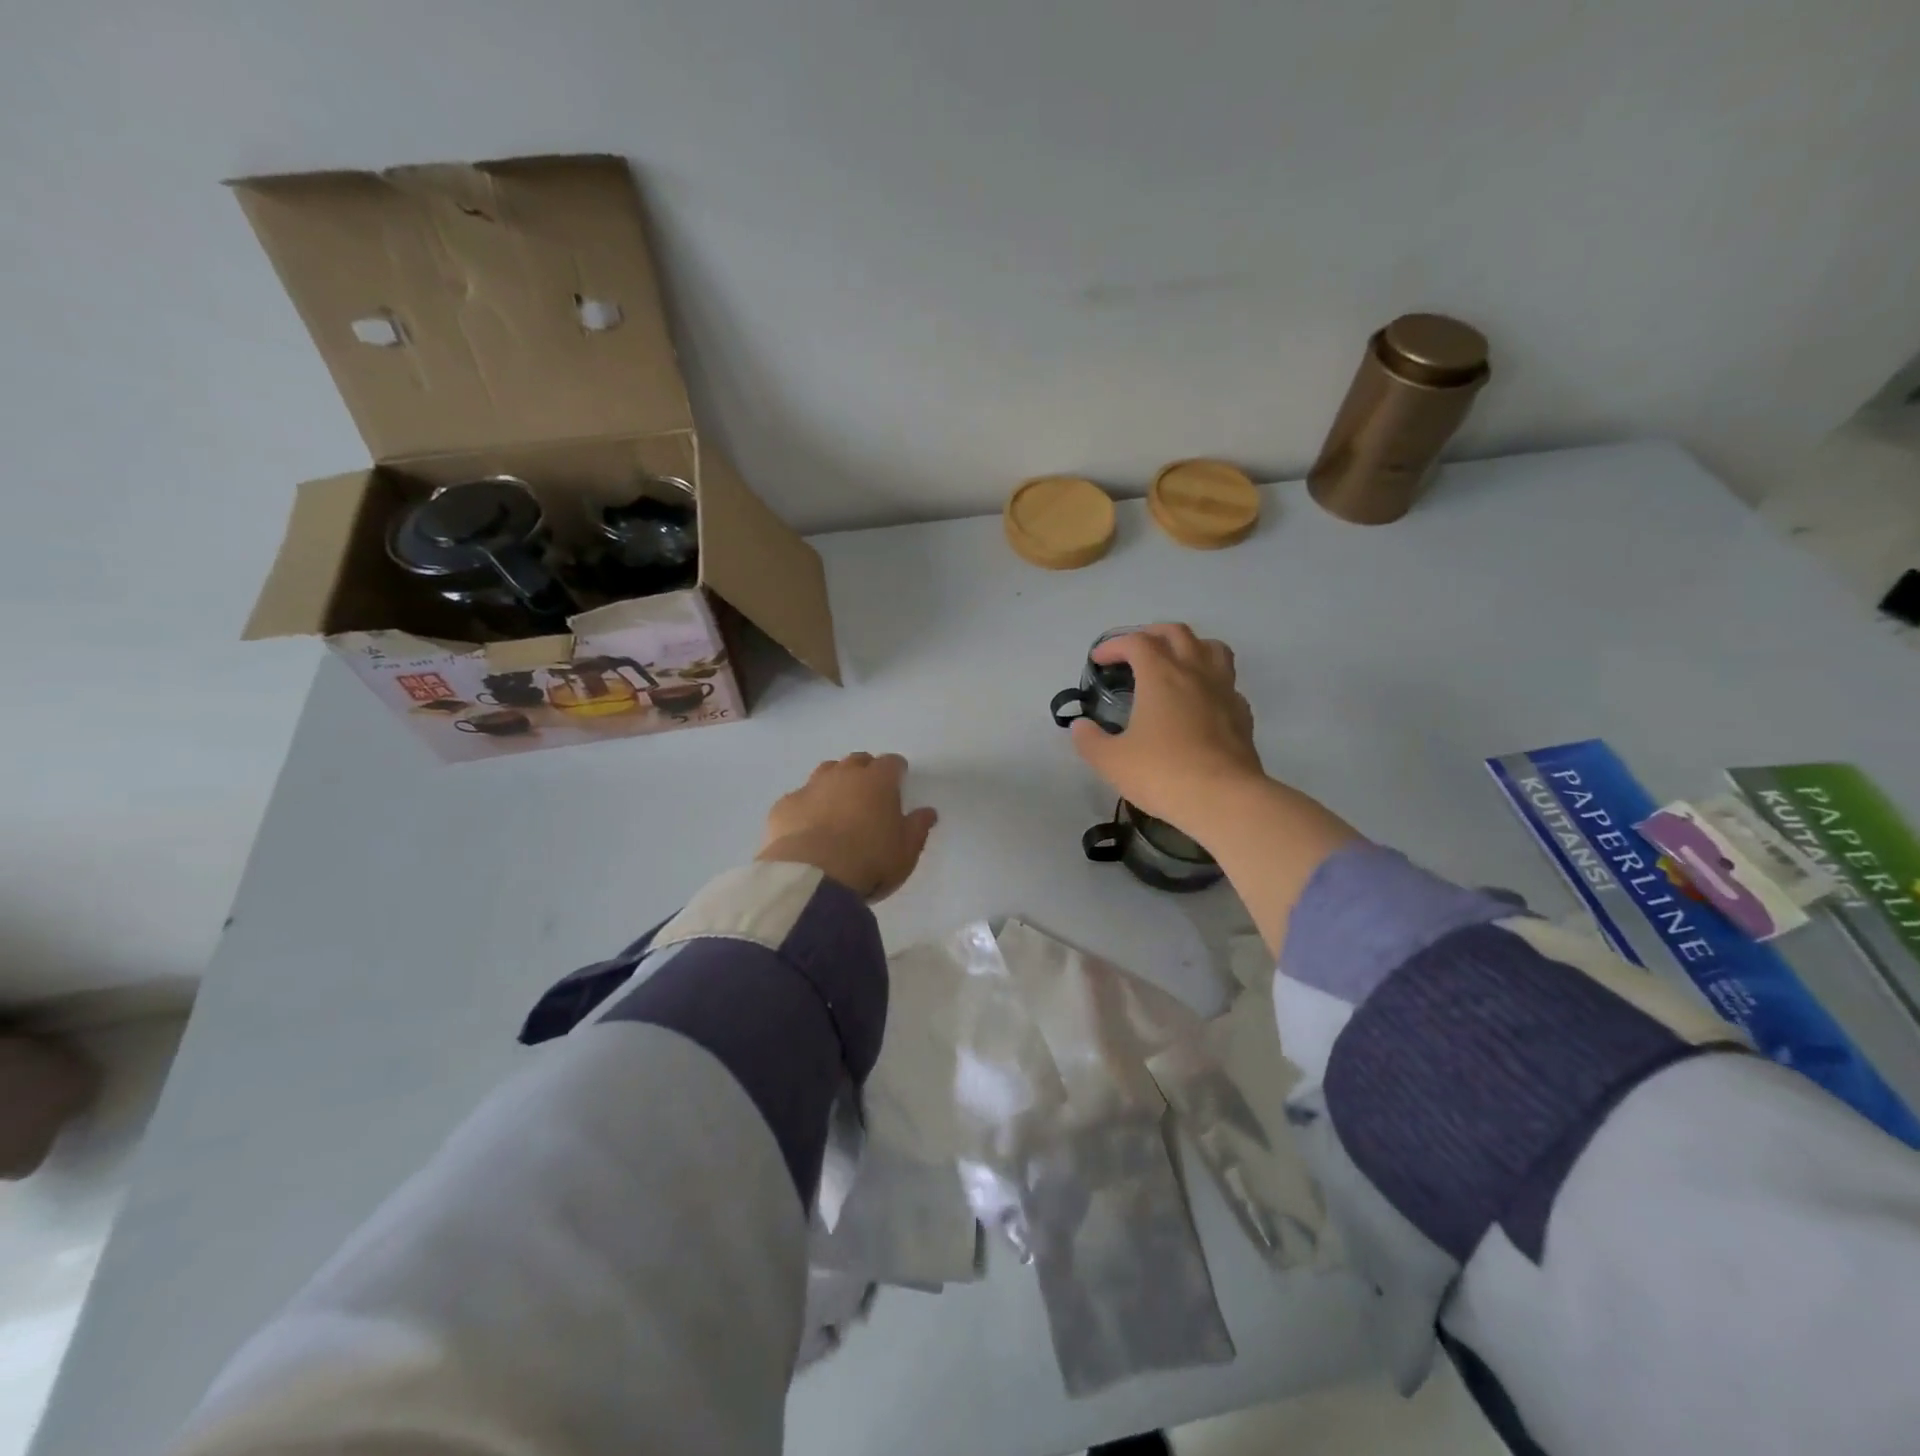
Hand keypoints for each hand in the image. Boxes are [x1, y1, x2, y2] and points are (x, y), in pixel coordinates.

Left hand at [757, 752, 938, 901]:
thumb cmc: (870, 862)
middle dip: (865, 770)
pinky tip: (807, 825)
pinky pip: (799, 798)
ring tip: (838, 804)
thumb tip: (928, 812)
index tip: (899, 781)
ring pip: (825, 772)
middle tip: (869, 791)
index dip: (896, 770)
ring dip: (835, 781)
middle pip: (857, 761)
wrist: (813, 878)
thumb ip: (918, 828)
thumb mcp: (906, 851)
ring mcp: (810, 788)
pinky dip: (807, 806)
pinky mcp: (784, 806)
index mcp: (878, 782)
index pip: (891, 763)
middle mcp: (844, 775)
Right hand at [1072, 624, 1358, 953]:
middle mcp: (1194, 672)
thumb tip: (1080, 727)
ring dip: (1189, 647)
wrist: (1224, 799)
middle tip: (1135, 652)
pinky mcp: (1242, 713)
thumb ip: (1090, 740)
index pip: (1136, 642)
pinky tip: (1199, 702)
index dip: (1114, 645)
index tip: (1099, 661)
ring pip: (1212, 648)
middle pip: (1177, 633)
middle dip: (1151, 634)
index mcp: (1161, 675)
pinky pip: (1227, 682)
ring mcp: (1224, 690)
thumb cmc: (1162, 773)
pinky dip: (1209, 681)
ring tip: (1174, 663)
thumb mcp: (1111, 761)